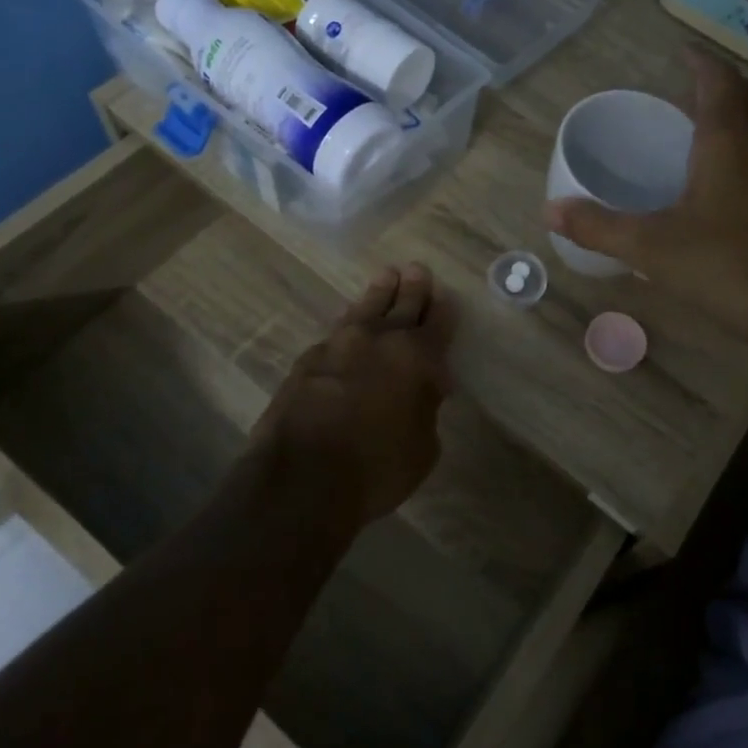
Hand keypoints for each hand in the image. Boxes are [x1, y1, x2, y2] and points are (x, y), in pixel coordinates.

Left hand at [251, 262, 456, 525]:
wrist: (303, 477)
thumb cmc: (377, 467)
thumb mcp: (423, 448)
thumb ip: (426, 409)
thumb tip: (421, 390)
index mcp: (417, 357)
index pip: (437, 323)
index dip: (443, 309)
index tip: (445, 295)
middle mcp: (380, 340)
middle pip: (401, 305)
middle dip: (413, 289)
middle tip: (417, 270)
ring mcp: (339, 345)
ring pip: (365, 309)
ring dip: (378, 293)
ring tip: (386, 276)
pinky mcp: (308, 360)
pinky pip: (337, 331)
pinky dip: (349, 323)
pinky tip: (349, 324)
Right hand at [544, 49, 747, 341]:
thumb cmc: (723, 265)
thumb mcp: (649, 247)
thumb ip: (598, 227)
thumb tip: (549, 211)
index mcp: (728, 142)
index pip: (719, 82)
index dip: (701, 62)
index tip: (682, 51)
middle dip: (723, 83)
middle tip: (692, 88)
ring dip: (743, 111)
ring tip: (711, 123)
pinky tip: (730, 177)